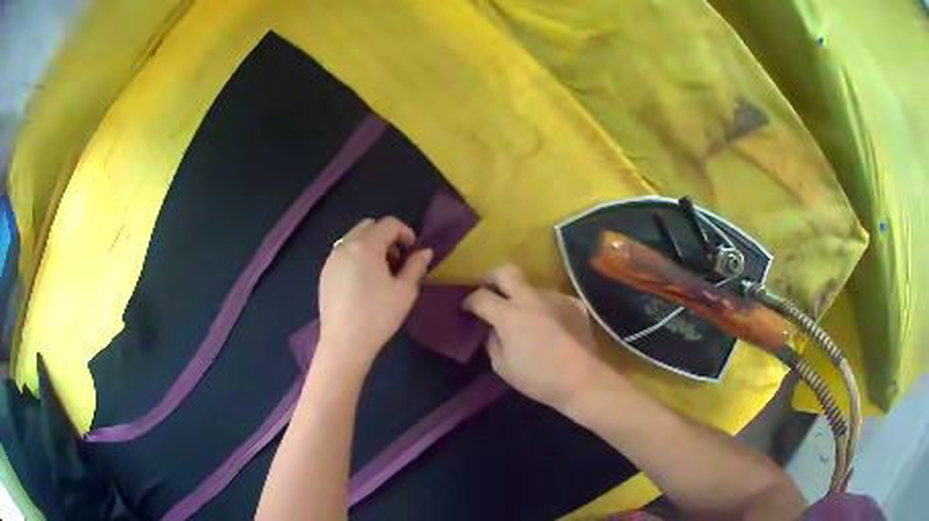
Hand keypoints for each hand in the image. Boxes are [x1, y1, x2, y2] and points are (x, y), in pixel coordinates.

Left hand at [317, 217, 432, 371]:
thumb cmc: (378, 316)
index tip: (412, 249)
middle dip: (385, 236)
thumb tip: (424, 252)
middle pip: (367, 226)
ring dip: (369, 245)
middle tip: (396, 259)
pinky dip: (355, 256)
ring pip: (352, 238)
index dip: (404, 231)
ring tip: (379, 271)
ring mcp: (331, 260)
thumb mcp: (405, 291)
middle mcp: (345, 246)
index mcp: (366, 246)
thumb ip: (416, 266)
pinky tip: (362, 281)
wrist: (345, 342)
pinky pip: (342, 253)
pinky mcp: (324, 274)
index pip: (388, 223)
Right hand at [463, 264, 608, 410]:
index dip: (469, 301)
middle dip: (492, 278)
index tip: (467, 308)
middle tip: (489, 291)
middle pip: (506, 271)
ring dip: (522, 296)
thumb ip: (492, 343)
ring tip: (525, 315)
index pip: (481, 297)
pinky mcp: (574, 304)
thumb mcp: (503, 367)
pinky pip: (553, 299)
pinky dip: (546, 307)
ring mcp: (556, 298)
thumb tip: (493, 330)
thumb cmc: (538, 378)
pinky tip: (549, 323)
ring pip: (532, 286)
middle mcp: (531, 298)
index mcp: (509, 315)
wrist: (582, 379)